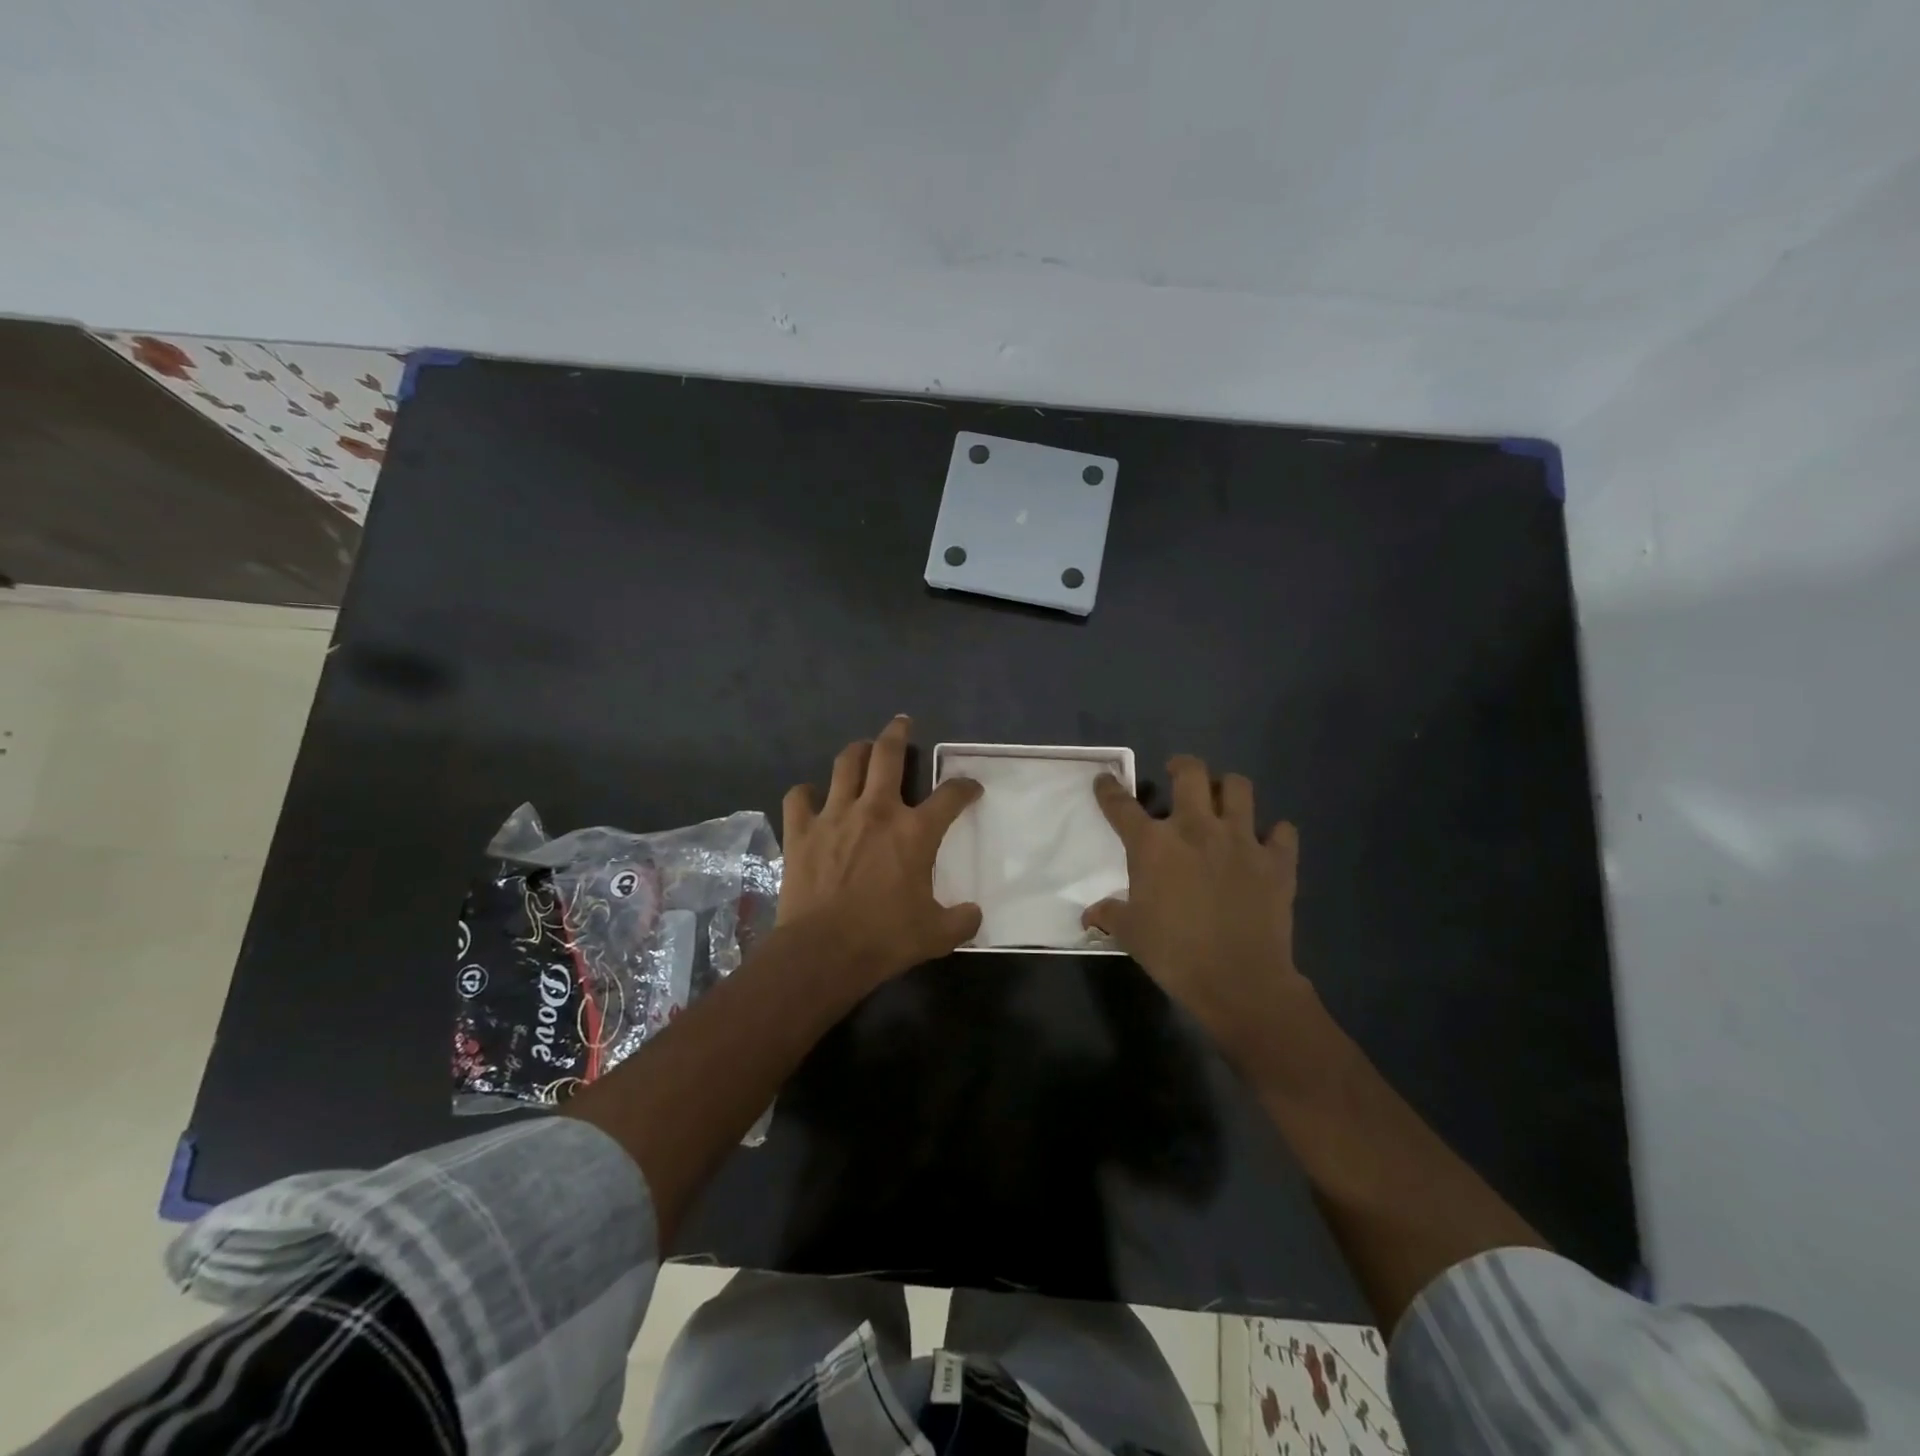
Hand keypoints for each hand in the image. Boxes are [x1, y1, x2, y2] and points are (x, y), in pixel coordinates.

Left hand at [779, 715, 982, 983]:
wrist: (824, 951)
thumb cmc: (885, 938)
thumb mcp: (936, 934)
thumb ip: (961, 920)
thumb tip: (975, 914)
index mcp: (914, 832)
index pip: (950, 796)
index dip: (965, 787)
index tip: (971, 787)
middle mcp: (876, 811)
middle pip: (888, 755)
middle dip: (898, 733)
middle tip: (901, 723)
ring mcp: (835, 816)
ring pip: (845, 765)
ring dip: (856, 751)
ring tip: (862, 748)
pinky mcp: (801, 831)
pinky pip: (799, 797)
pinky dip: (805, 794)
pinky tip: (810, 797)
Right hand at [1084, 755, 1309, 1052]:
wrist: (1239, 981)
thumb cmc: (1174, 954)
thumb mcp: (1131, 934)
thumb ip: (1109, 915)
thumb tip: (1090, 915)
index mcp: (1153, 844)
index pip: (1122, 805)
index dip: (1109, 790)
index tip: (1105, 780)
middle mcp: (1196, 829)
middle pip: (1190, 773)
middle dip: (1181, 766)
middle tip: (1177, 774)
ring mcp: (1241, 840)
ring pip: (1239, 787)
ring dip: (1228, 788)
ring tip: (1222, 799)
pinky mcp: (1277, 860)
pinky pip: (1282, 831)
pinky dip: (1275, 833)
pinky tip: (1267, 843)